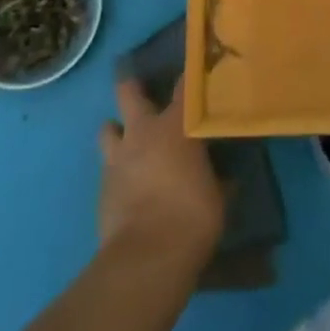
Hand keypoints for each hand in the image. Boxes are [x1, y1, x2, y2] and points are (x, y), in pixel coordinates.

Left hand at [97, 77, 224, 267]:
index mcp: (175, 126)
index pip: (185, 86)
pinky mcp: (101, 187)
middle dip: (133, 87)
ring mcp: (117, 157)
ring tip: (128, 142)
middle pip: (129, 92)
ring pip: (108, 128)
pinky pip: (107, 168)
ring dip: (117, 131)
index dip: (189, 77)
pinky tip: (126, 185)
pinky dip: (116, 171)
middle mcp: (142, 131)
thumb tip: (228, 177)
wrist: (146, 258)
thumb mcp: (217, 197)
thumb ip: (217, 179)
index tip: (195, 72)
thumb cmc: (191, 217)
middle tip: (142, 91)